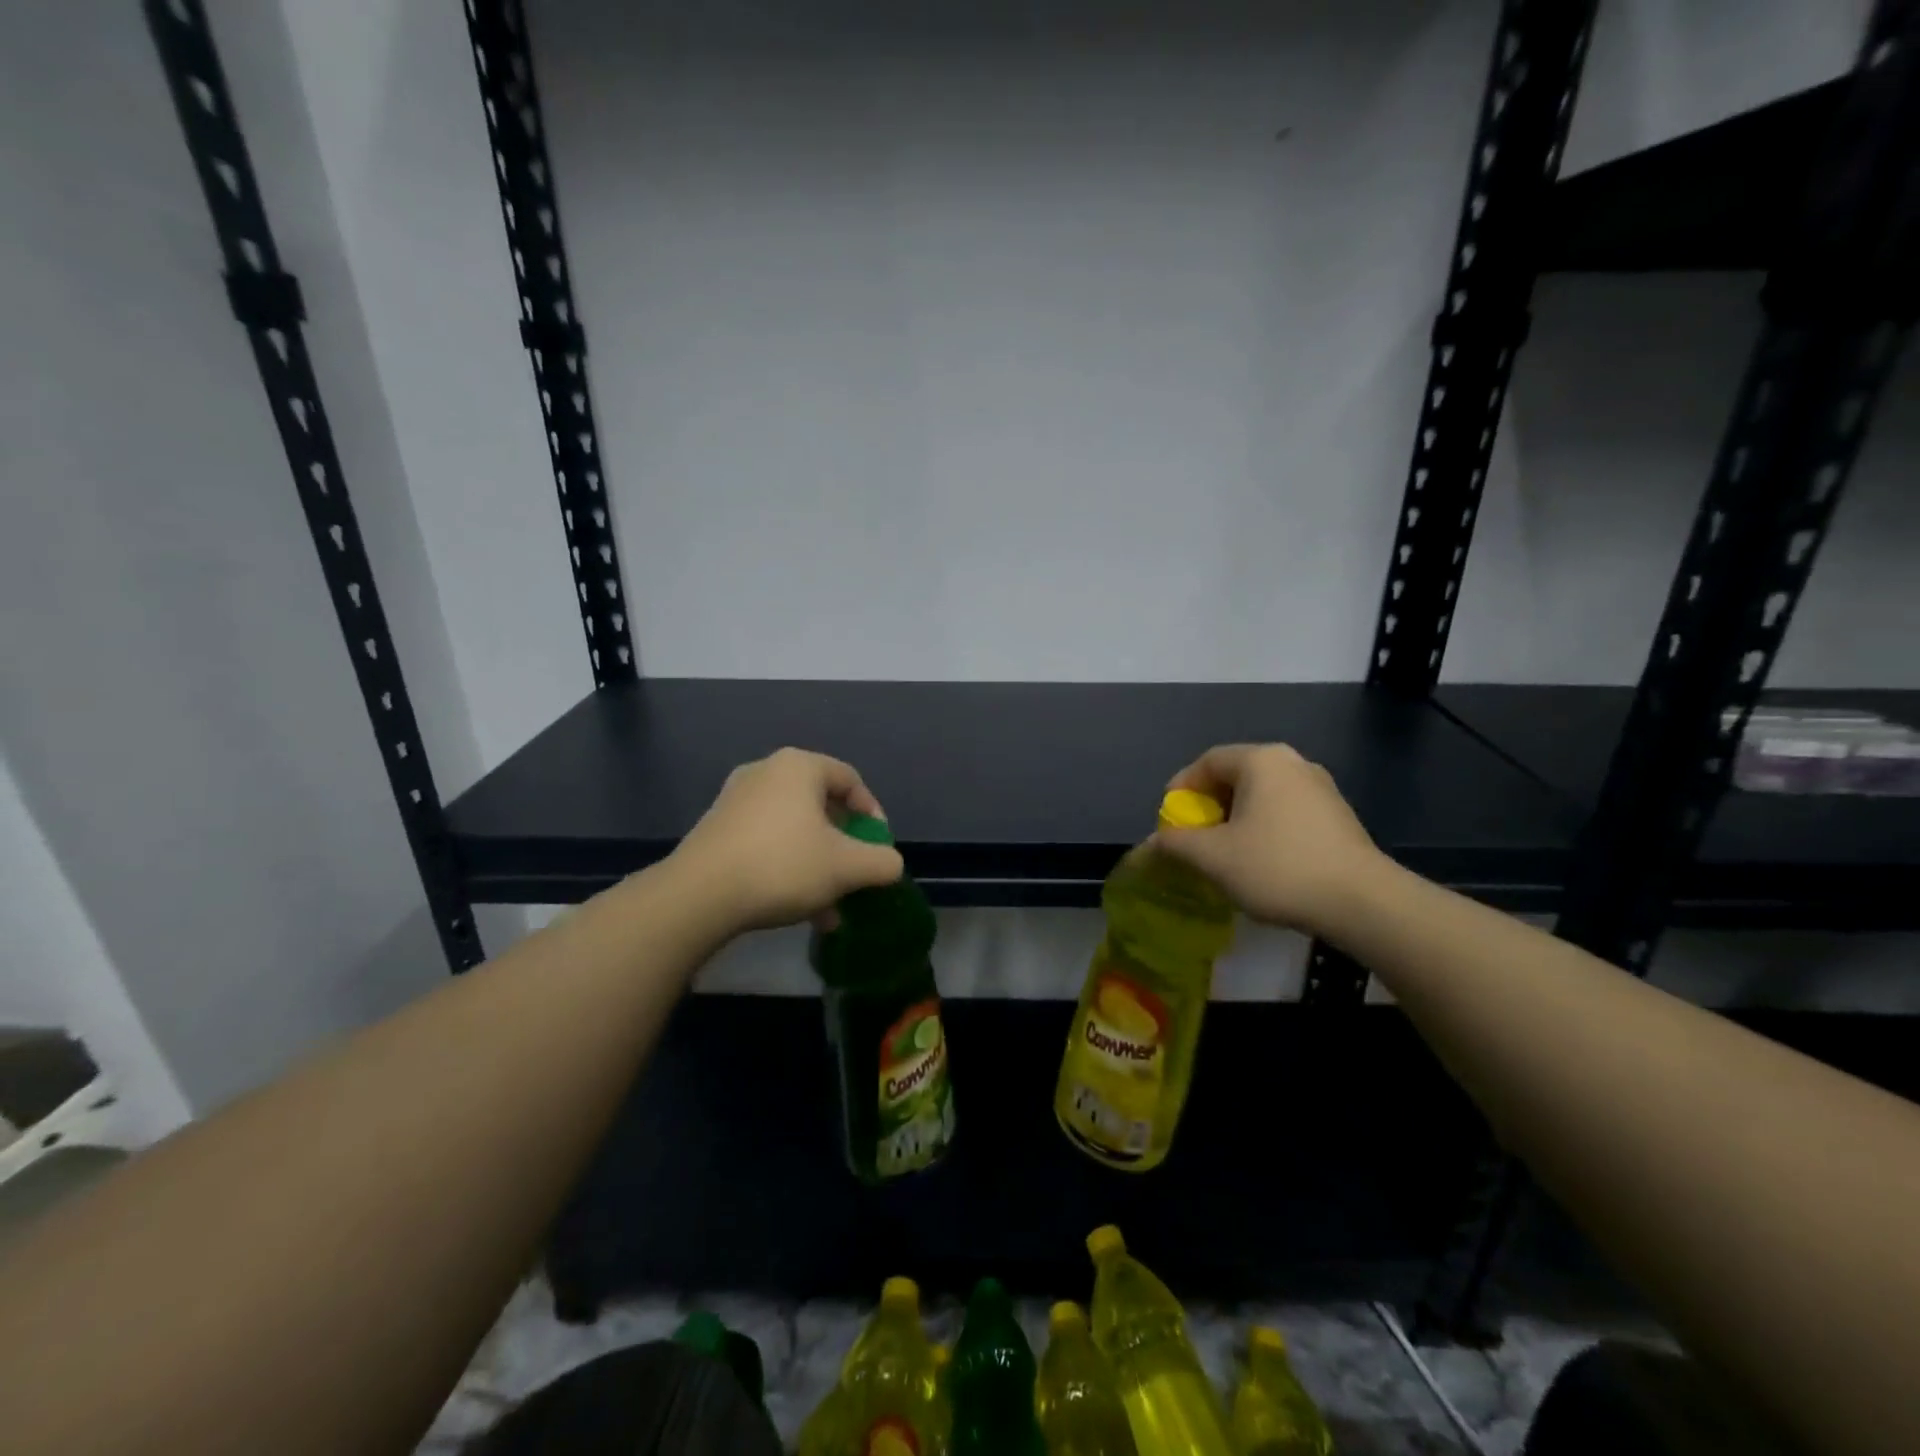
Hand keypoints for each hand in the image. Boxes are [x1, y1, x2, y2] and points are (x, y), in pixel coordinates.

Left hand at [673, 748, 904, 930]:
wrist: (698, 896)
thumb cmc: (782, 866)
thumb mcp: (847, 867)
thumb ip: (882, 862)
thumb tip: (890, 864)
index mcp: (799, 766)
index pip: (850, 779)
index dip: (872, 814)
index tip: (879, 848)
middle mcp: (766, 772)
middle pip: (821, 806)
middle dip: (843, 847)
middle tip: (854, 875)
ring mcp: (736, 800)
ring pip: (794, 830)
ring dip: (817, 865)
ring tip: (828, 906)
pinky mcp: (716, 829)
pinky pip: (766, 842)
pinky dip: (787, 867)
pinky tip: (796, 908)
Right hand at [1154, 743, 1387, 936]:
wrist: (1362, 902)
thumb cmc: (1277, 867)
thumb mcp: (1213, 857)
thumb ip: (1176, 843)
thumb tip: (1153, 843)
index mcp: (1261, 761)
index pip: (1208, 761)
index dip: (1181, 787)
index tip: (1170, 818)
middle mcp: (1293, 763)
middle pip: (1236, 775)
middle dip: (1209, 805)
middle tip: (1194, 836)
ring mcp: (1321, 788)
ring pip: (1263, 795)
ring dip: (1236, 819)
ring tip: (1225, 852)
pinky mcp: (1339, 816)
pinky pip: (1287, 812)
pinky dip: (1264, 828)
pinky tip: (1262, 861)